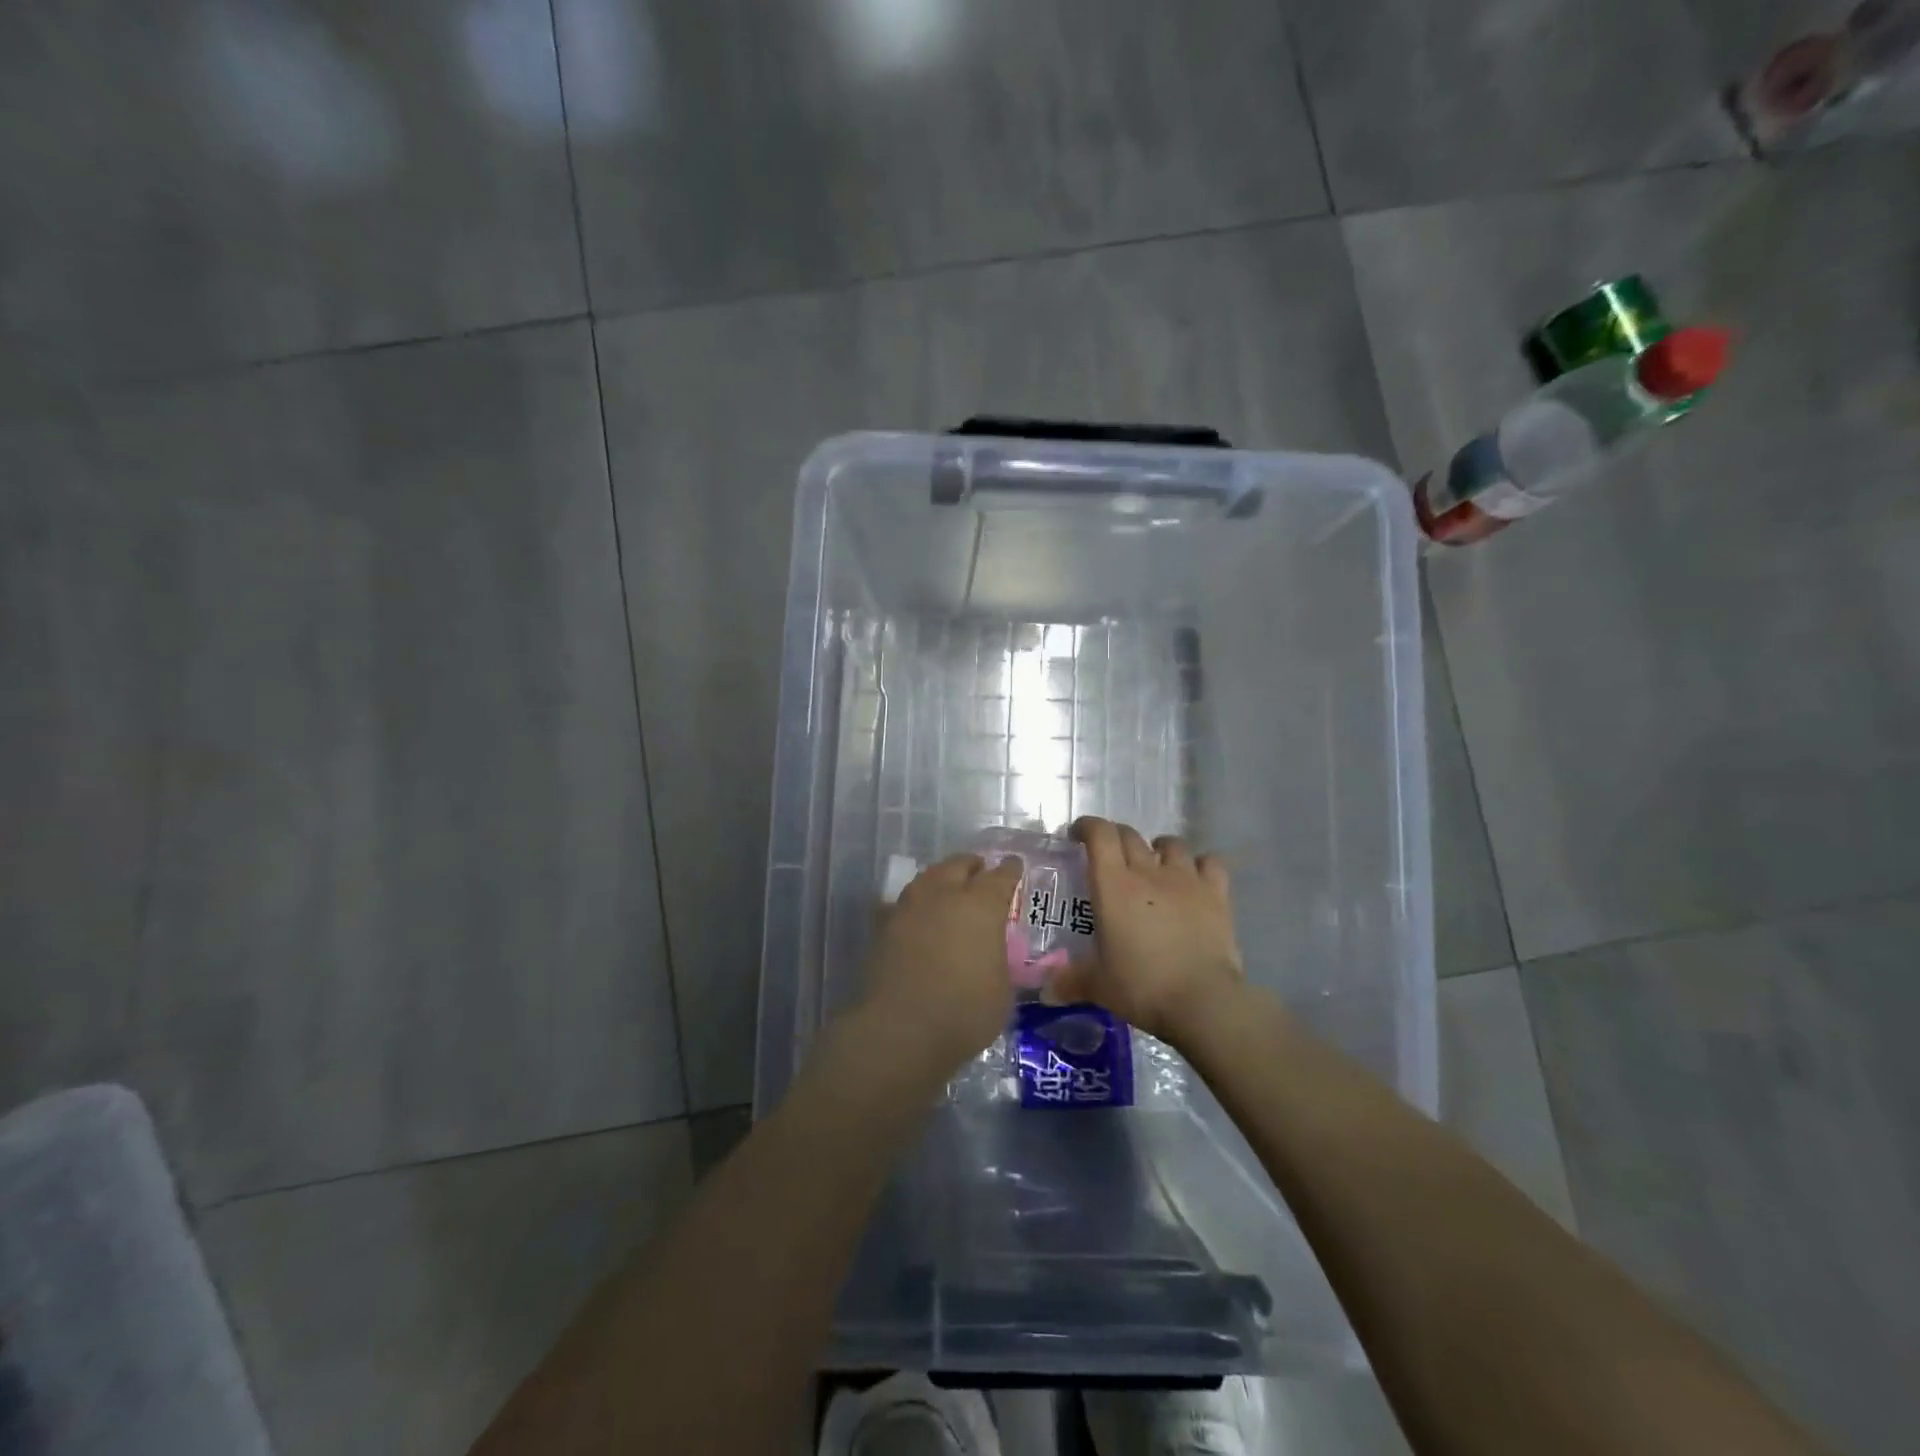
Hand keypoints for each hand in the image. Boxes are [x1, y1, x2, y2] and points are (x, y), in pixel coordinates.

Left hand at [860, 853, 1023, 1070]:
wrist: (900, 1030)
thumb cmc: (964, 1012)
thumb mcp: (1002, 989)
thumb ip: (998, 958)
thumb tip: (991, 952)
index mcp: (981, 905)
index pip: (1001, 876)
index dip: (1010, 870)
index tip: (1014, 866)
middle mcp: (944, 894)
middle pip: (959, 864)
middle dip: (973, 866)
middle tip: (980, 873)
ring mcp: (909, 906)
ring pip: (928, 877)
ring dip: (942, 878)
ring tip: (949, 889)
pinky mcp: (883, 924)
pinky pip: (903, 902)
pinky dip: (915, 903)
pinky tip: (917, 915)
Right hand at [1048, 817, 1244, 1046]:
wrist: (1203, 1001)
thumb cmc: (1142, 987)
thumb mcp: (1099, 986)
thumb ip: (1071, 981)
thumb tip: (1047, 990)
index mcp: (1113, 886)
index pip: (1099, 835)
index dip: (1087, 826)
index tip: (1078, 835)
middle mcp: (1148, 872)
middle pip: (1130, 835)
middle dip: (1116, 838)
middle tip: (1109, 856)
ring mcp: (1186, 880)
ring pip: (1171, 844)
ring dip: (1158, 848)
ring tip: (1153, 864)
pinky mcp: (1217, 895)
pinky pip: (1210, 863)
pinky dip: (1200, 864)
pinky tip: (1195, 878)